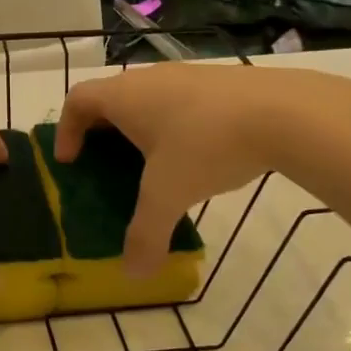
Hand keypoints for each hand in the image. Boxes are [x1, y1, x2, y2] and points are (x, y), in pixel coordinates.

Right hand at [55, 64, 343, 275]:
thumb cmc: (206, 145)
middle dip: (102, 132)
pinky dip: (174, 125)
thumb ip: (146, 235)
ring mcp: (188, 75)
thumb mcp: (169, 196)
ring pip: (149, 98)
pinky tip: (198, 155)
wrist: (285, 112)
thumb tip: (133, 275)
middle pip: (111, 98)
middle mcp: (150, 78)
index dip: (66, 130)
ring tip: (153, 165)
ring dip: (141, 128)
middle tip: (105, 166)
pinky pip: (181, 102)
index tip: (70, 161)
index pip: (77, 100)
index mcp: (124, 97)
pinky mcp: (220, 82)